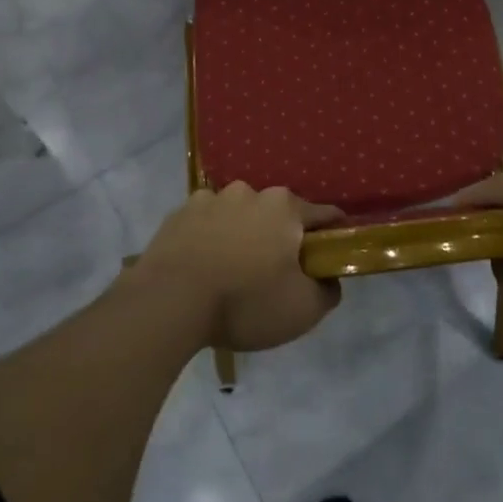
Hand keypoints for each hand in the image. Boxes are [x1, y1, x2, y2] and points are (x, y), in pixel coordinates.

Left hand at [135, 183, 344, 350]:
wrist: (169, 302)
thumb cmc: (244, 301)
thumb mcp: (303, 310)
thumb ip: (328, 290)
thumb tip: (329, 278)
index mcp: (284, 207)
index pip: (324, 216)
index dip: (332, 237)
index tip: (330, 258)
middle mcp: (250, 191)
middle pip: (278, 214)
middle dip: (281, 238)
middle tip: (275, 274)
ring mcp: (210, 198)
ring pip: (239, 216)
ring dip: (243, 235)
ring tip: (233, 271)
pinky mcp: (179, 213)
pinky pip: (206, 224)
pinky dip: (210, 238)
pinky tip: (204, 266)